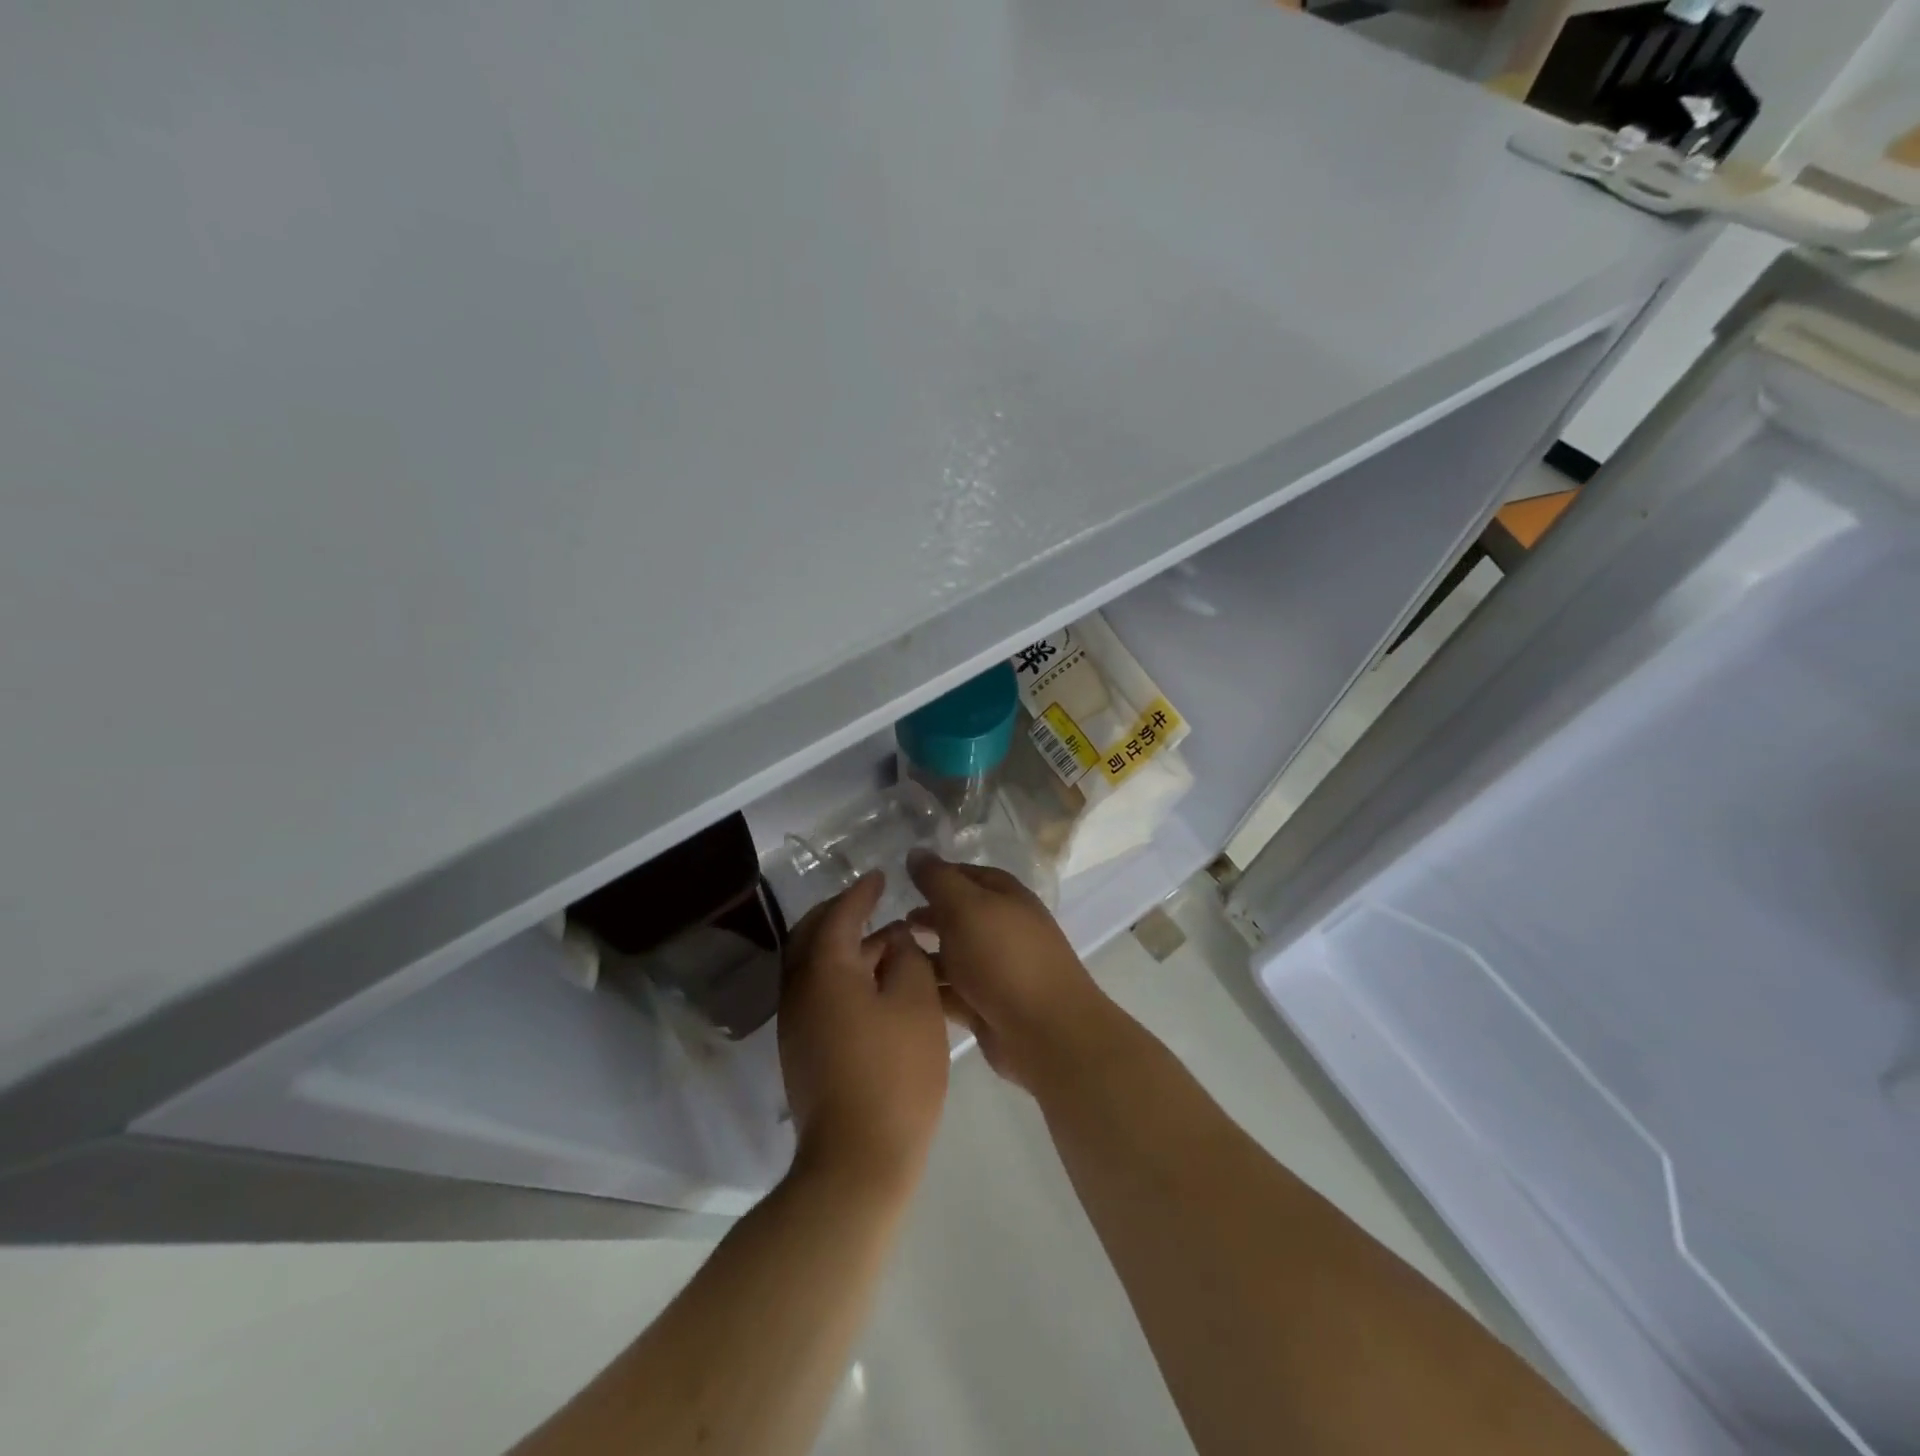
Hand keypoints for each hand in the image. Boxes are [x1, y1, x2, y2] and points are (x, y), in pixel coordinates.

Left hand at [778, 873, 949, 1197]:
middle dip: (841, 913)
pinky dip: (842, 975)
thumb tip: (895, 941)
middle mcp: (799, 989)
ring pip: (814, 966)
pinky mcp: (802, 1050)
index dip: (862, 892)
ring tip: (887, 943)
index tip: (880, 875)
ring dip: (845, 947)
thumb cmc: (894, 1073)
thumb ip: (907, 958)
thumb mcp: (916, 1003)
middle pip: (813, 935)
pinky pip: (818, 993)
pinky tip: (876, 986)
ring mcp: (796, 1023)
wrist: (857, 1160)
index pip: (840, 914)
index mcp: (824, 969)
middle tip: (872, 902)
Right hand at [905, 851, 1110, 1092]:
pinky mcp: (986, 1006)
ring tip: (885, 957)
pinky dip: (930, 988)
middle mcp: (1002, 928)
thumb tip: (916, 851)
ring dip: (923, 955)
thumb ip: (938, 880)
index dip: (936, 875)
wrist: (1044, 1030)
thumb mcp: (965, 907)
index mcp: (1005, 896)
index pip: (966, 874)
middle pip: (958, 916)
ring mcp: (996, 969)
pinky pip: (951, 991)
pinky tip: (898, 988)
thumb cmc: (1003, 957)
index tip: (900, 880)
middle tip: (890, 922)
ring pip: (952, 955)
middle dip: (926, 917)